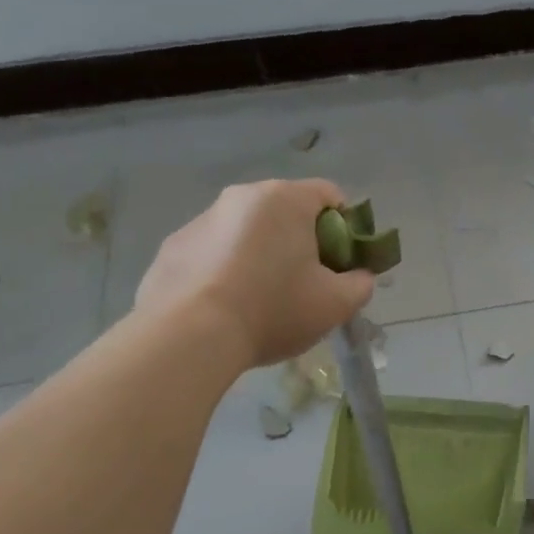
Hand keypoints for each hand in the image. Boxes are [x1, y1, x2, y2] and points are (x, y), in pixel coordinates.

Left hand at [134, 179, 375, 369]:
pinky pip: (212, 251)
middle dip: (301, 241)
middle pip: (286, 212)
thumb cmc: (273, 309)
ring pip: (247, 231)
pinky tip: (223, 307)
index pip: (330, 196)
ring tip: (259, 301)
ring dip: (260, 254)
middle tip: (305, 284)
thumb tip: (359, 277)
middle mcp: (242, 196)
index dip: (346, 228)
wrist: (188, 337)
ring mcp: (201, 219)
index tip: (341, 264)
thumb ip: (360, 284)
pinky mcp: (172, 246)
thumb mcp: (336, 304)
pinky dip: (224, 270)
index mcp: (286, 198)